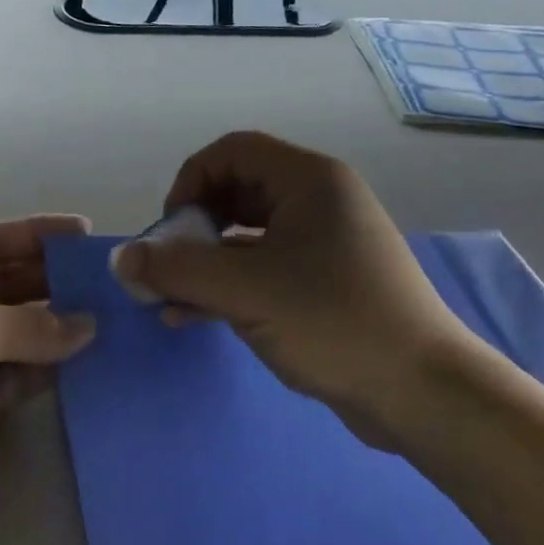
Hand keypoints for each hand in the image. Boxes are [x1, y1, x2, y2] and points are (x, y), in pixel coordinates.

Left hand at [0, 215, 97, 536]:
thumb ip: (29, 323)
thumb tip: (87, 325)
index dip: (35, 235)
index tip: (84, 234)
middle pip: (5, 286)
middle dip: (52, 283)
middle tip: (107, 283)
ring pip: (14, 335)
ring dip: (56, 329)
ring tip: (110, 319)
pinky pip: (15, 379)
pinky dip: (46, 371)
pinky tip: (86, 362)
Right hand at [111, 131, 484, 447]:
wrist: (422, 392)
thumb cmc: (333, 321)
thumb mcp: (244, 291)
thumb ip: (176, 269)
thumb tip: (121, 258)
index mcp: (309, 180)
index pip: (231, 152)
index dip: (189, 181)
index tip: (169, 230)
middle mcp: (318, 201)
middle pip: (235, 191)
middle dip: (192, 228)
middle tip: (168, 266)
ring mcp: (324, 243)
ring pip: (246, 235)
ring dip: (204, 263)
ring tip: (169, 300)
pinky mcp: (325, 282)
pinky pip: (263, 268)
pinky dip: (228, 285)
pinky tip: (194, 317)